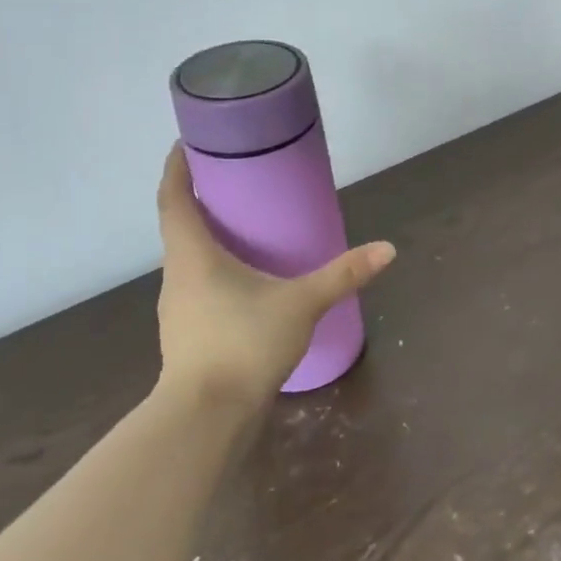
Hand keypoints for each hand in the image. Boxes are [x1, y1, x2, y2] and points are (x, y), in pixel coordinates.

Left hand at [155, 144, 395, 407]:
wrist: (207, 417)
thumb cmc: (244, 343)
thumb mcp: (302, 303)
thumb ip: (343, 275)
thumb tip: (388, 249)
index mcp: (193, 256)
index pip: (173, 200)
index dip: (176, 169)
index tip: (185, 144)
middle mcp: (176, 277)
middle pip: (180, 228)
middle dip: (200, 202)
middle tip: (233, 183)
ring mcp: (178, 310)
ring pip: (190, 262)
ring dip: (208, 240)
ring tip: (243, 230)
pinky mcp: (188, 336)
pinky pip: (199, 288)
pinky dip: (217, 273)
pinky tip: (246, 284)